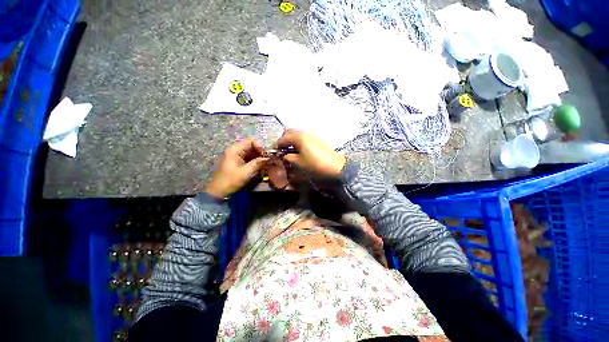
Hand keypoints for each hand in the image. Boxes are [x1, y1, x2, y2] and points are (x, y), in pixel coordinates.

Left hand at [205, 139, 267, 198]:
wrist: (219, 191)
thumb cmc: (231, 180)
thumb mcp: (246, 172)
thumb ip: (258, 163)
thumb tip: (269, 159)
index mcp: (234, 150)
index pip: (250, 141)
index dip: (259, 146)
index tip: (265, 155)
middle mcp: (234, 150)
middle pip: (250, 146)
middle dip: (260, 152)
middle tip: (267, 160)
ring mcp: (235, 156)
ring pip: (250, 152)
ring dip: (258, 157)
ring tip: (264, 163)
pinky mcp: (236, 162)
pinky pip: (247, 158)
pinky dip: (254, 160)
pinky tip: (259, 166)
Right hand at [275, 129, 345, 177]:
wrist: (335, 165)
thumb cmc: (315, 164)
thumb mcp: (299, 162)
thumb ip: (289, 157)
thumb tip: (284, 155)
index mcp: (298, 137)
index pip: (283, 138)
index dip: (277, 145)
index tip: (274, 151)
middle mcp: (304, 132)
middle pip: (289, 131)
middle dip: (283, 139)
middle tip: (281, 149)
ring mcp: (311, 134)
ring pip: (296, 133)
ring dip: (290, 139)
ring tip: (289, 150)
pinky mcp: (316, 138)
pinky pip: (302, 136)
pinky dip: (297, 140)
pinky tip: (298, 149)